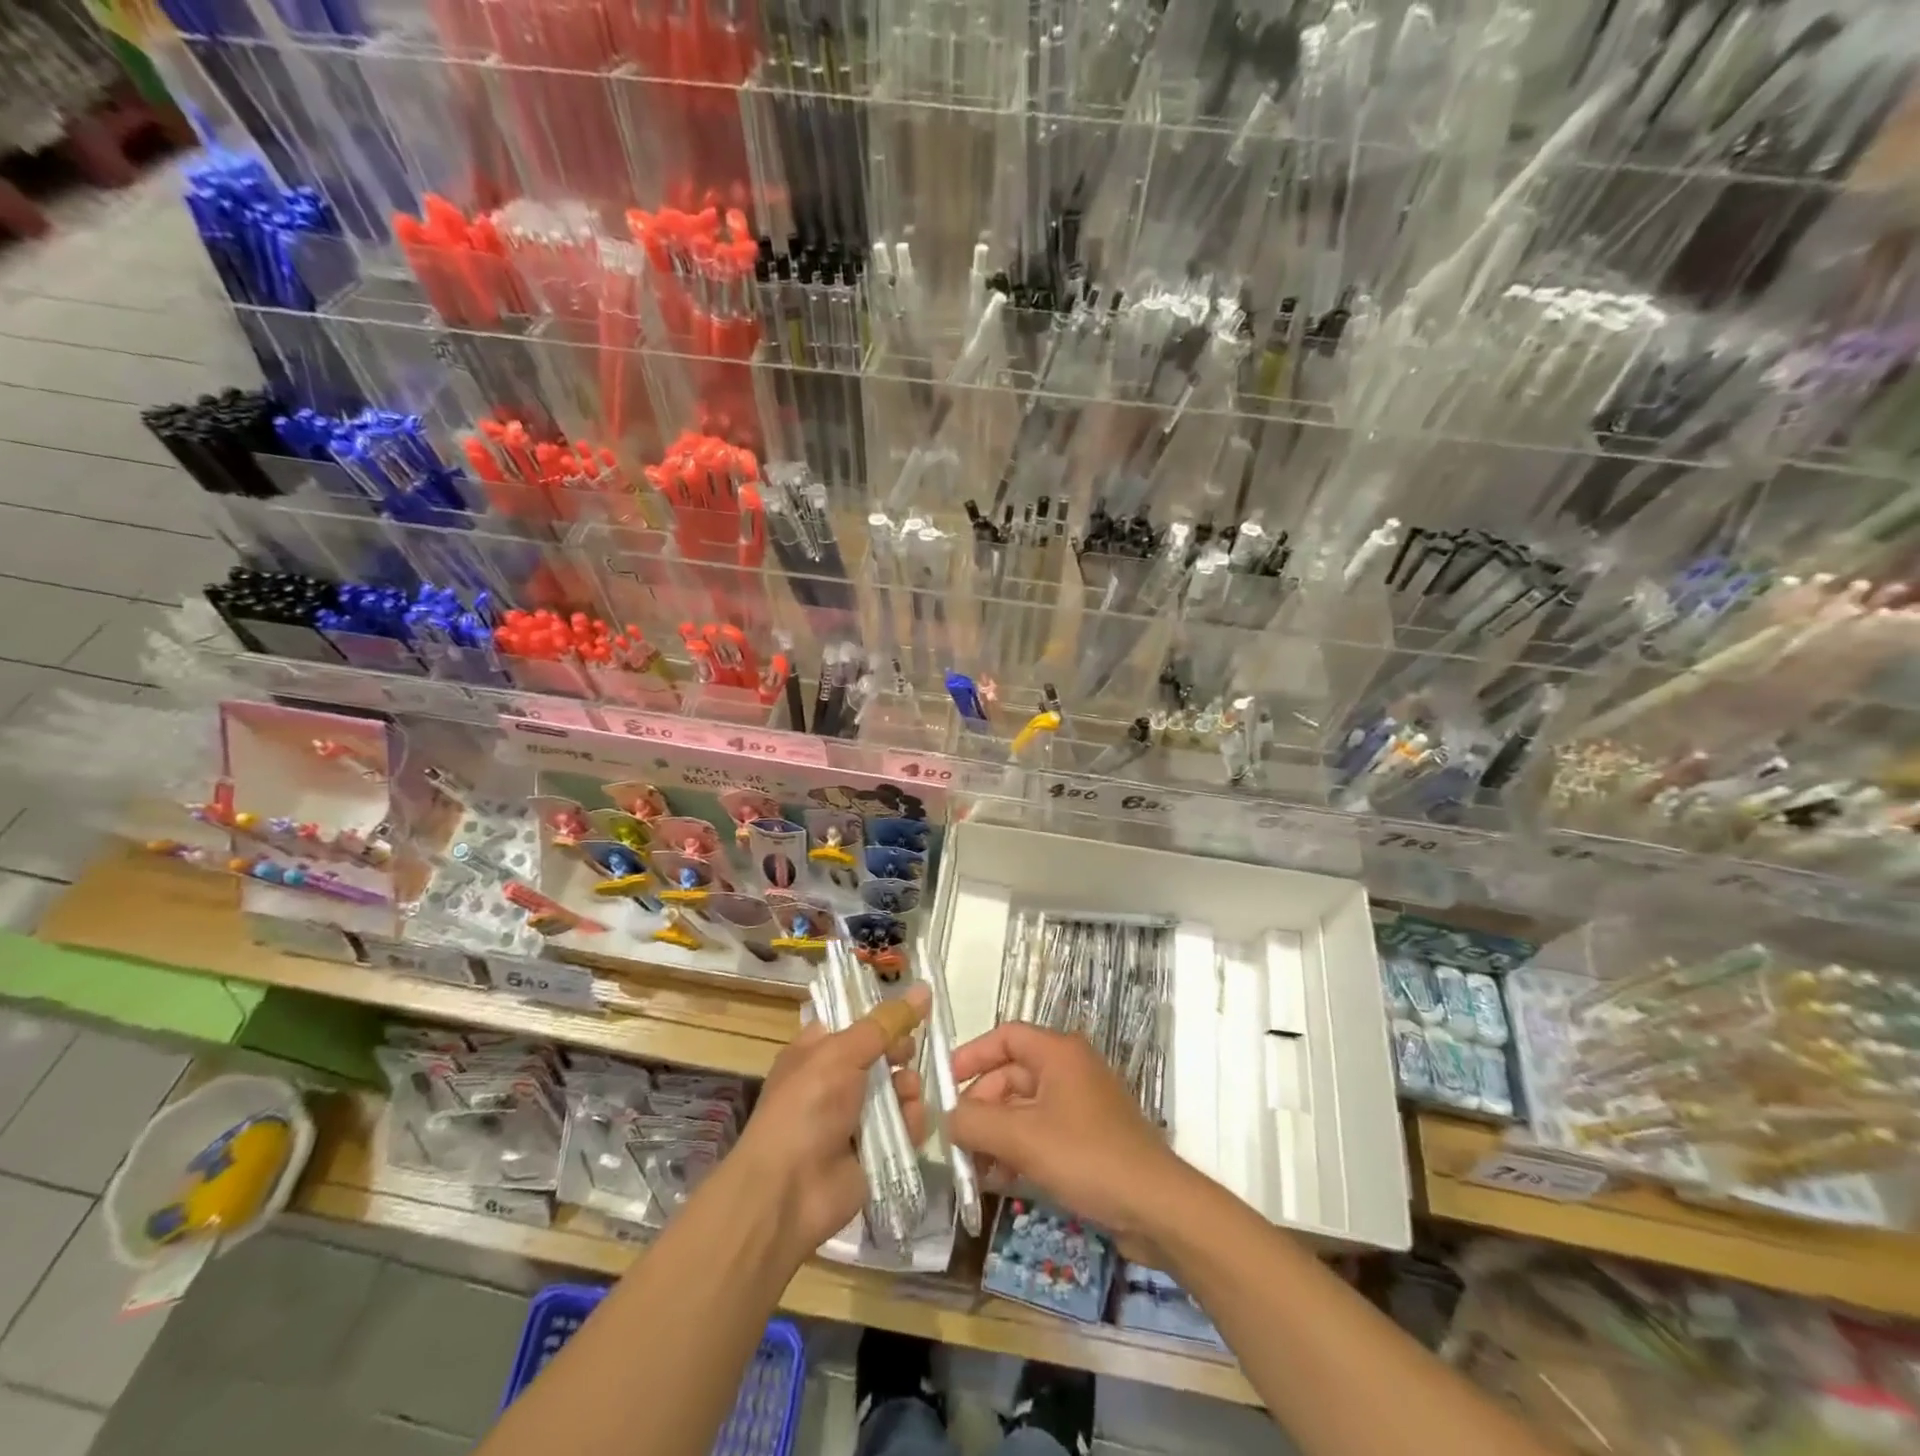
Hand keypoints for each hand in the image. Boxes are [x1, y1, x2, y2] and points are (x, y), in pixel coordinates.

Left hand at [736, 984, 930, 1259]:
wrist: (788, 1191)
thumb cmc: (807, 1107)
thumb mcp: (842, 1053)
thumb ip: (886, 1023)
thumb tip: (924, 987)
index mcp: (817, 1051)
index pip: (856, 1022)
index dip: (882, 1017)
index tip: (911, 1012)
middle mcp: (836, 1080)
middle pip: (883, 1055)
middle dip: (900, 1053)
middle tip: (906, 1054)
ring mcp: (855, 1117)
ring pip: (898, 1089)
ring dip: (907, 1088)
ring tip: (905, 1096)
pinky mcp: (875, 1150)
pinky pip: (904, 1126)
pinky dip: (911, 1122)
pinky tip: (910, 1124)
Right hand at [947, 1022, 1191, 1257]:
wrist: (1157, 1207)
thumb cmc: (1087, 1158)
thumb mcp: (1022, 1138)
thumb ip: (975, 1122)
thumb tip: (948, 1118)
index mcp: (1058, 1053)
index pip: (1005, 1036)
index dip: (971, 1056)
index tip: (944, 1086)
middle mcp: (1071, 1069)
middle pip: (1012, 1075)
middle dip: (981, 1107)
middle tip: (957, 1142)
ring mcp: (1082, 1104)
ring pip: (1025, 1108)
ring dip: (997, 1134)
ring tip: (975, 1169)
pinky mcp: (1090, 1137)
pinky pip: (1043, 1132)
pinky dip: (1019, 1149)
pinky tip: (1001, 1180)